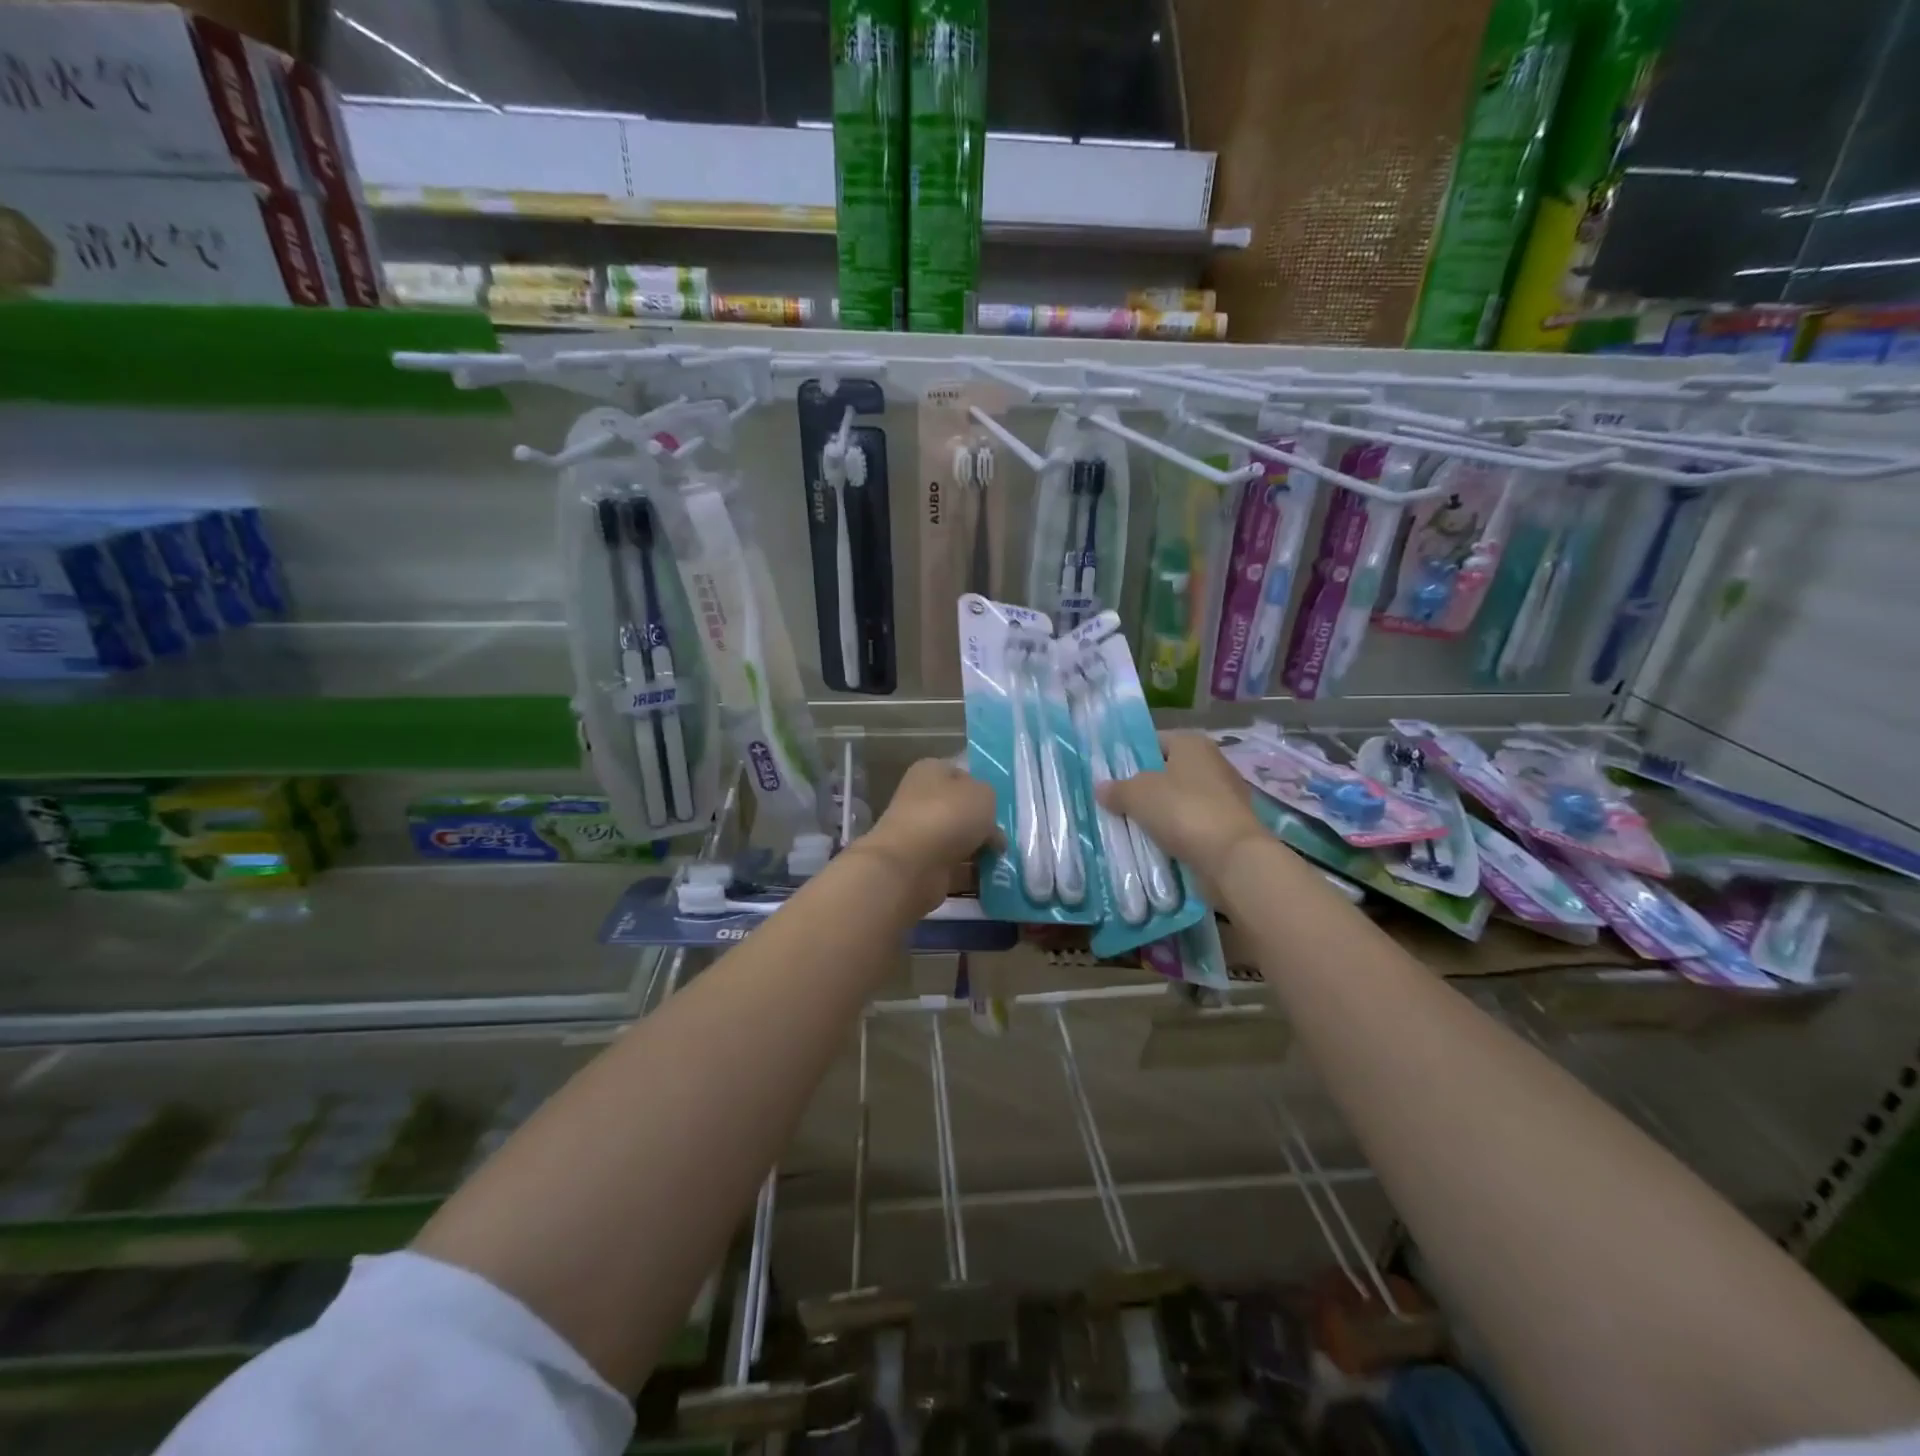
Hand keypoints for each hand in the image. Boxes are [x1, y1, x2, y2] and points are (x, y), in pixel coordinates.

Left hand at [849, 758, 998, 917]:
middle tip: (1004, 837)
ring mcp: (920, 835)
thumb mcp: (983, 794)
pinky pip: (956, 868)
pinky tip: (992, 879)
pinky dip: (972, 874)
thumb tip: (987, 821)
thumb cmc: (948, 815)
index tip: (1000, 806)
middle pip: (961, 810)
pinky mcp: (923, 867)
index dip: (981, 788)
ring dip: (980, 851)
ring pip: (960, 841)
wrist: (912, 865)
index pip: (960, 774)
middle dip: (984, 825)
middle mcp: (921, 800)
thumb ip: (990, 800)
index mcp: (930, 772)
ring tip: (1003, 860)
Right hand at [1096, 732, 1268, 886]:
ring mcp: (1224, 797)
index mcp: (1193, 744)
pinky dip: (1176, 833)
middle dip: (1143, 787)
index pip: (1155, 740)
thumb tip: (1101, 788)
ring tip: (1130, 827)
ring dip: (1159, 813)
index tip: (1110, 775)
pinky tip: (1155, 844)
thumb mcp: (1138, 795)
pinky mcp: (1228, 826)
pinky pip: (1192, 825)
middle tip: (1115, 802)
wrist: (1232, 858)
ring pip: (1179, 801)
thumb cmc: (1183, 811)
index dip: (1131, 755)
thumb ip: (1117, 789)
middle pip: (1167, 772)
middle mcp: (1213, 763)